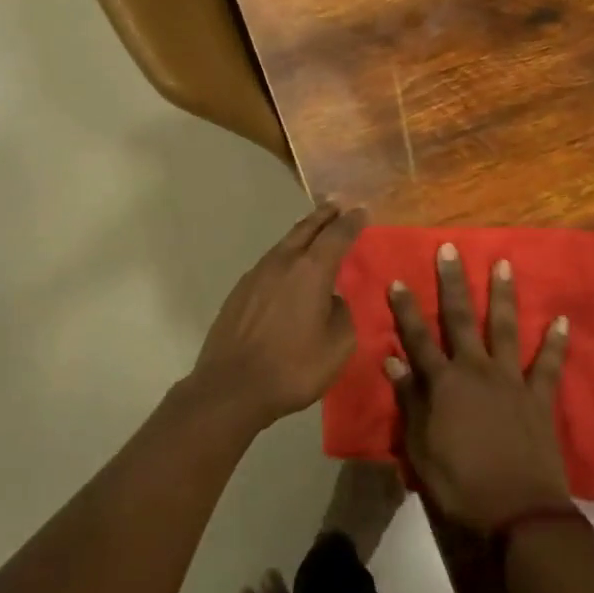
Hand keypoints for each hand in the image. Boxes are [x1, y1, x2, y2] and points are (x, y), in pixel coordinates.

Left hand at [191, 202, 365, 430]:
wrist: (231, 387)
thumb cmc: (293, 367)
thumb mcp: (337, 346)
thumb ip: (341, 314)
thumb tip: (331, 300)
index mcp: (311, 270)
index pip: (337, 235)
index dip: (351, 222)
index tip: (362, 210)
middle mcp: (283, 262)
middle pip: (306, 229)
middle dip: (324, 216)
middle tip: (337, 205)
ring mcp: (256, 274)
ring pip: (285, 244)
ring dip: (303, 233)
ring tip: (314, 231)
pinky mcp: (240, 291)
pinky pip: (270, 263)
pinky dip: (285, 257)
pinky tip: (287, 270)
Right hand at [386, 244, 571, 531]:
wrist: (517, 514)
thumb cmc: (459, 484)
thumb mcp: (419, 447)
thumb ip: (408, 401)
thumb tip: (392, 362)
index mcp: (443, 383)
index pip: (417, 338)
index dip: (405, 310)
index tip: (398, 280)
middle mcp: (475, 370)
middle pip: (461, 318)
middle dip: (453, 282)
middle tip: (450, 249)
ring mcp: (511, 380)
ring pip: (506, 328)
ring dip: (503, 295)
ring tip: (504, 263)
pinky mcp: (539, 398)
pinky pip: (550, 365)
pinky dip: (557, 343)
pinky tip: (564, 320)